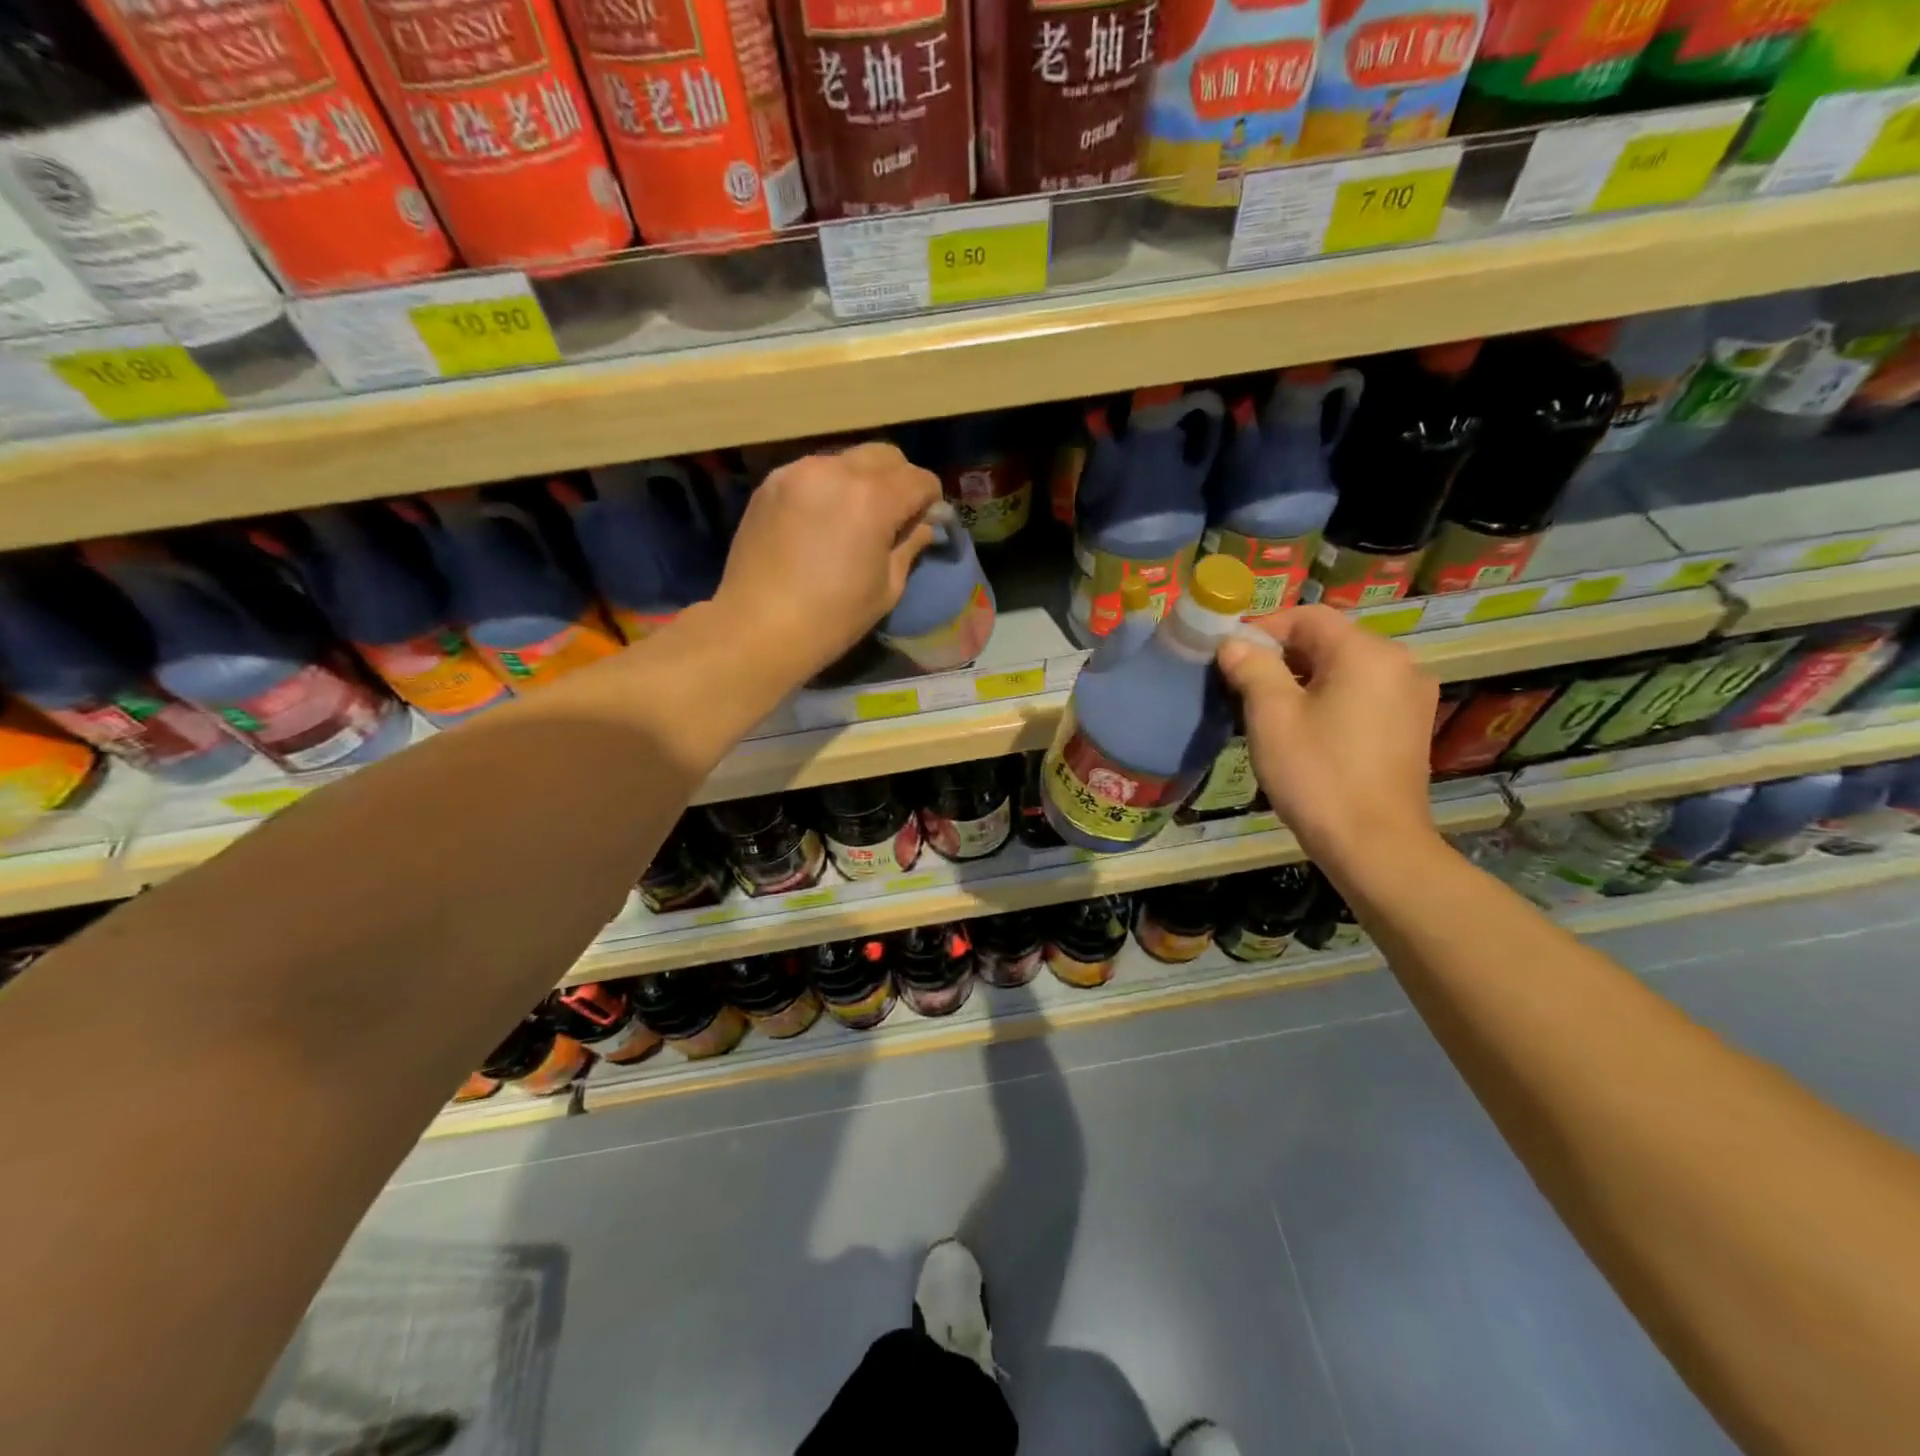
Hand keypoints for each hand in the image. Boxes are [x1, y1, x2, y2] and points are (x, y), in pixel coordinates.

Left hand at [716, 443, 941, 679]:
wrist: (757, 627)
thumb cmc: (832, 617)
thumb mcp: (887, 587)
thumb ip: (910, 545)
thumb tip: (925, 524)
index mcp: (873, 499)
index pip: (920, 479)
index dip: (931, 500)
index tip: (927, 521)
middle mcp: (837, 471)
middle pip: (885, 456)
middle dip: (900, 481)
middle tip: (896, 516)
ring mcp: (798, 472)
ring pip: (847, 459)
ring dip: (863, 481)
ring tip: (855, 518)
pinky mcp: (771, 483)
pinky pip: (814, 472)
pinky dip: (828, 488)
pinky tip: (822, 521)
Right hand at [1215, 605, 1440, 873]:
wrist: (1374, 845)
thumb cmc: (1318, 774)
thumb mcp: (1271, 716)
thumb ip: (1251, 668)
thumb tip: (1233, 644)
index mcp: (1366, 652)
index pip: (1307, 617)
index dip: (1263, 629)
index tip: (1229, 657)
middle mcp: (1399, 663)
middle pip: (1328, 640)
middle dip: (1281, 656)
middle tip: (1241, 685)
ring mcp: (1412, 695)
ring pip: (1345, 668)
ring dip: (1303, 678)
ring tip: (1268, 710)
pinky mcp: (1411, 725)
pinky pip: (1362, 692)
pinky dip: (1330, 697)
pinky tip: (1306, 729)